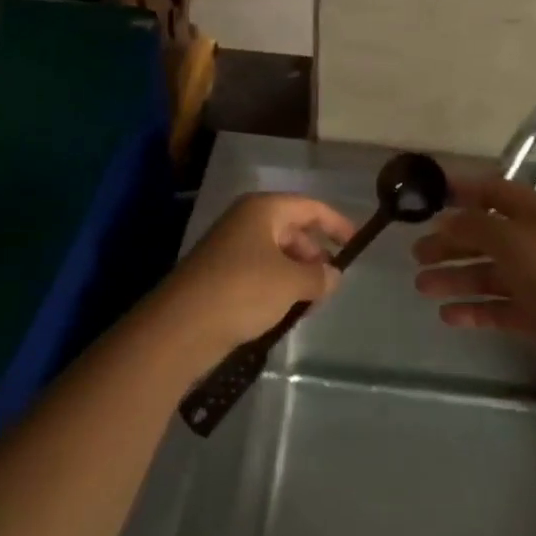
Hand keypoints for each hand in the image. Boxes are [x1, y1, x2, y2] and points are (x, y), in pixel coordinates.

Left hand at [161, 193, 355, 357]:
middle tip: (331, 281)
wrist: (179, 328)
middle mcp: (245, 221)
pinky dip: (277, 286)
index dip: (336, 223)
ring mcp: (229, 248)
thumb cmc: (242, 290)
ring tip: (311, 301)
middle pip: (292, 229)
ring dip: (296, 273)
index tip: (356, 243)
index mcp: (263, 209)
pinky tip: (285, 310)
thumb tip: (334, 275)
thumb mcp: (291, 282)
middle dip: (314, 253)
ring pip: (275, 253)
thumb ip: (319, 276)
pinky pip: (258, 272)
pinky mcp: (218, 276)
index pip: (310, 207)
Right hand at [413, 173, 535, 372]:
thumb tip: (445, 219)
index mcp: (532, 213)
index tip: (433, 196)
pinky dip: (472, 310)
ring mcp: (533, 280)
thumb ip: (474, 225)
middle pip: (484, 237)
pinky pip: (496, 308)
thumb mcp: (510, 237)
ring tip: (421, 286)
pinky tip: (447, 315)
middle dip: (450, 242)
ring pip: (486, 274)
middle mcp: (531, 242)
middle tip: (417, 253)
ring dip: (454, 278)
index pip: (493, 192)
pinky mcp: (534, 315)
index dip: (465, 191)